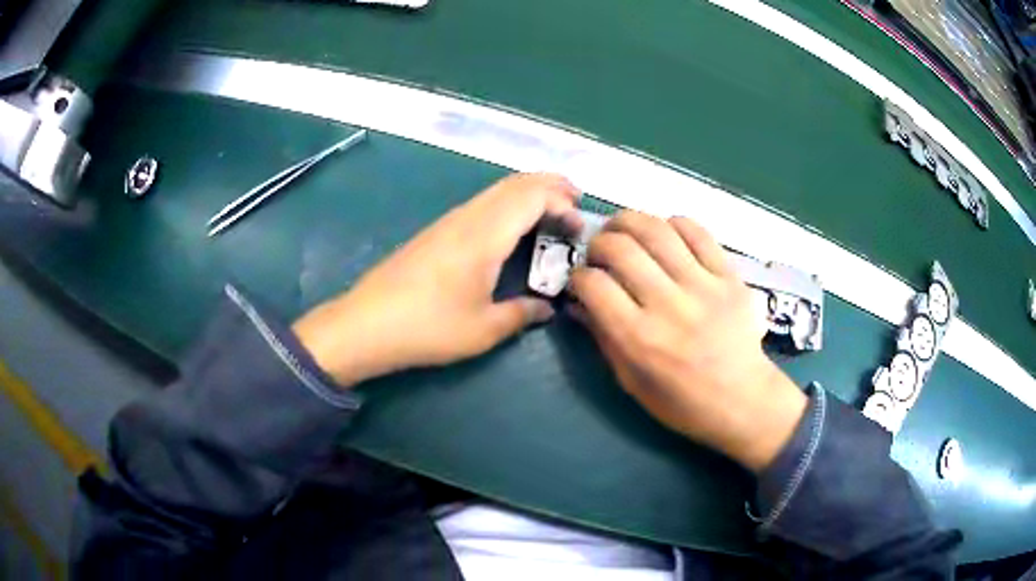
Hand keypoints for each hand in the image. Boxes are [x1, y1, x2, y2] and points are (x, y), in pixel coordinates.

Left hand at [293, 173, 581, 387]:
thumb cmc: (428, 327)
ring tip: (552, 212)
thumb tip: (547, 308)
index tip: (580, 229)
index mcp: (485, 235)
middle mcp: (469, 217)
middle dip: (552, 186)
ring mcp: (450, 221)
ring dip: (530, 193)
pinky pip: (483, 203)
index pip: (534, 196)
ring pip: (498, 190)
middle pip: (517, 183)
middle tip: (576, 204)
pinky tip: (513, 229)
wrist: (366, 324)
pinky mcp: (437, 231)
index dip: (563, 204)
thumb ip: (522, 314)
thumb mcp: (483, 329)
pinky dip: (509, 204)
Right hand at [568, 211, 806, 472]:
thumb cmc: (682, 402)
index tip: (582, 280)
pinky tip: (663, 233)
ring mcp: (703, 286)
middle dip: (599, 243)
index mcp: (639, 339)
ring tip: (623, 231)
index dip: (579, 276)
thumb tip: (578, 303)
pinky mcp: (729, 276)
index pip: (594, 284)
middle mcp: (669, 306)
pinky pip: (697, 232)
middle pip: (621, 248)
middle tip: (600, 253)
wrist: (743, 400)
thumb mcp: (631, 381)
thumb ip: (603, 338)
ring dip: (629, 222)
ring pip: (656, 230)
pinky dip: (672, 224)